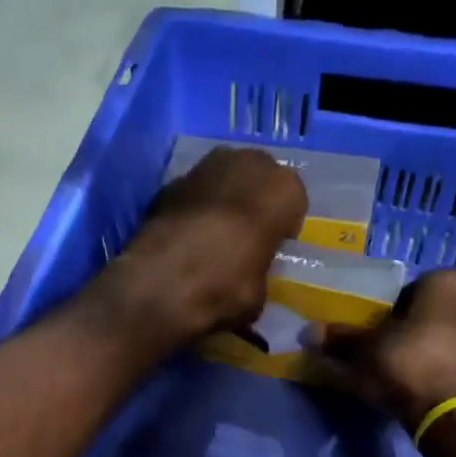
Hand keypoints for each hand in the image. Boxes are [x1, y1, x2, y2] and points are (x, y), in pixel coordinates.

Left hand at [92, 146, 308, 349]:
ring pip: (225, 178)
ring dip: (223, 200)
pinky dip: (193, 207)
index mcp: (283, 189)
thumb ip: (260, 269)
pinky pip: (194, 191)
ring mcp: (205, 166)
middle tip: (245, 235)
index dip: (282, 225)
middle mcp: (247, 163)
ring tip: (215, 233)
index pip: (293, 200)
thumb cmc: (227, 287)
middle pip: (259, 178)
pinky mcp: (170, 181)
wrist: (161, 283)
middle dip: (253, 201)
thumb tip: (250, 275)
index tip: (272, 246)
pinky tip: (186, 235)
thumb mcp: (260, 292)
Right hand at [311, 269, 455, 430]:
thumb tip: (308, 332)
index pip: (411, 288)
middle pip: (435, 310)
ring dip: (433, 347)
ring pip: (451, 335)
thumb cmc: (408, 363)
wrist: (451, 414)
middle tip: (389, 349)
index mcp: (447, 282)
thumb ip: (340, 338)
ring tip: (406, 370)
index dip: (390, 309)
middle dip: (415, 326)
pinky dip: (446, 368)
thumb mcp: (364, 349)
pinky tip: (425, 385)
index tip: (375, 330)